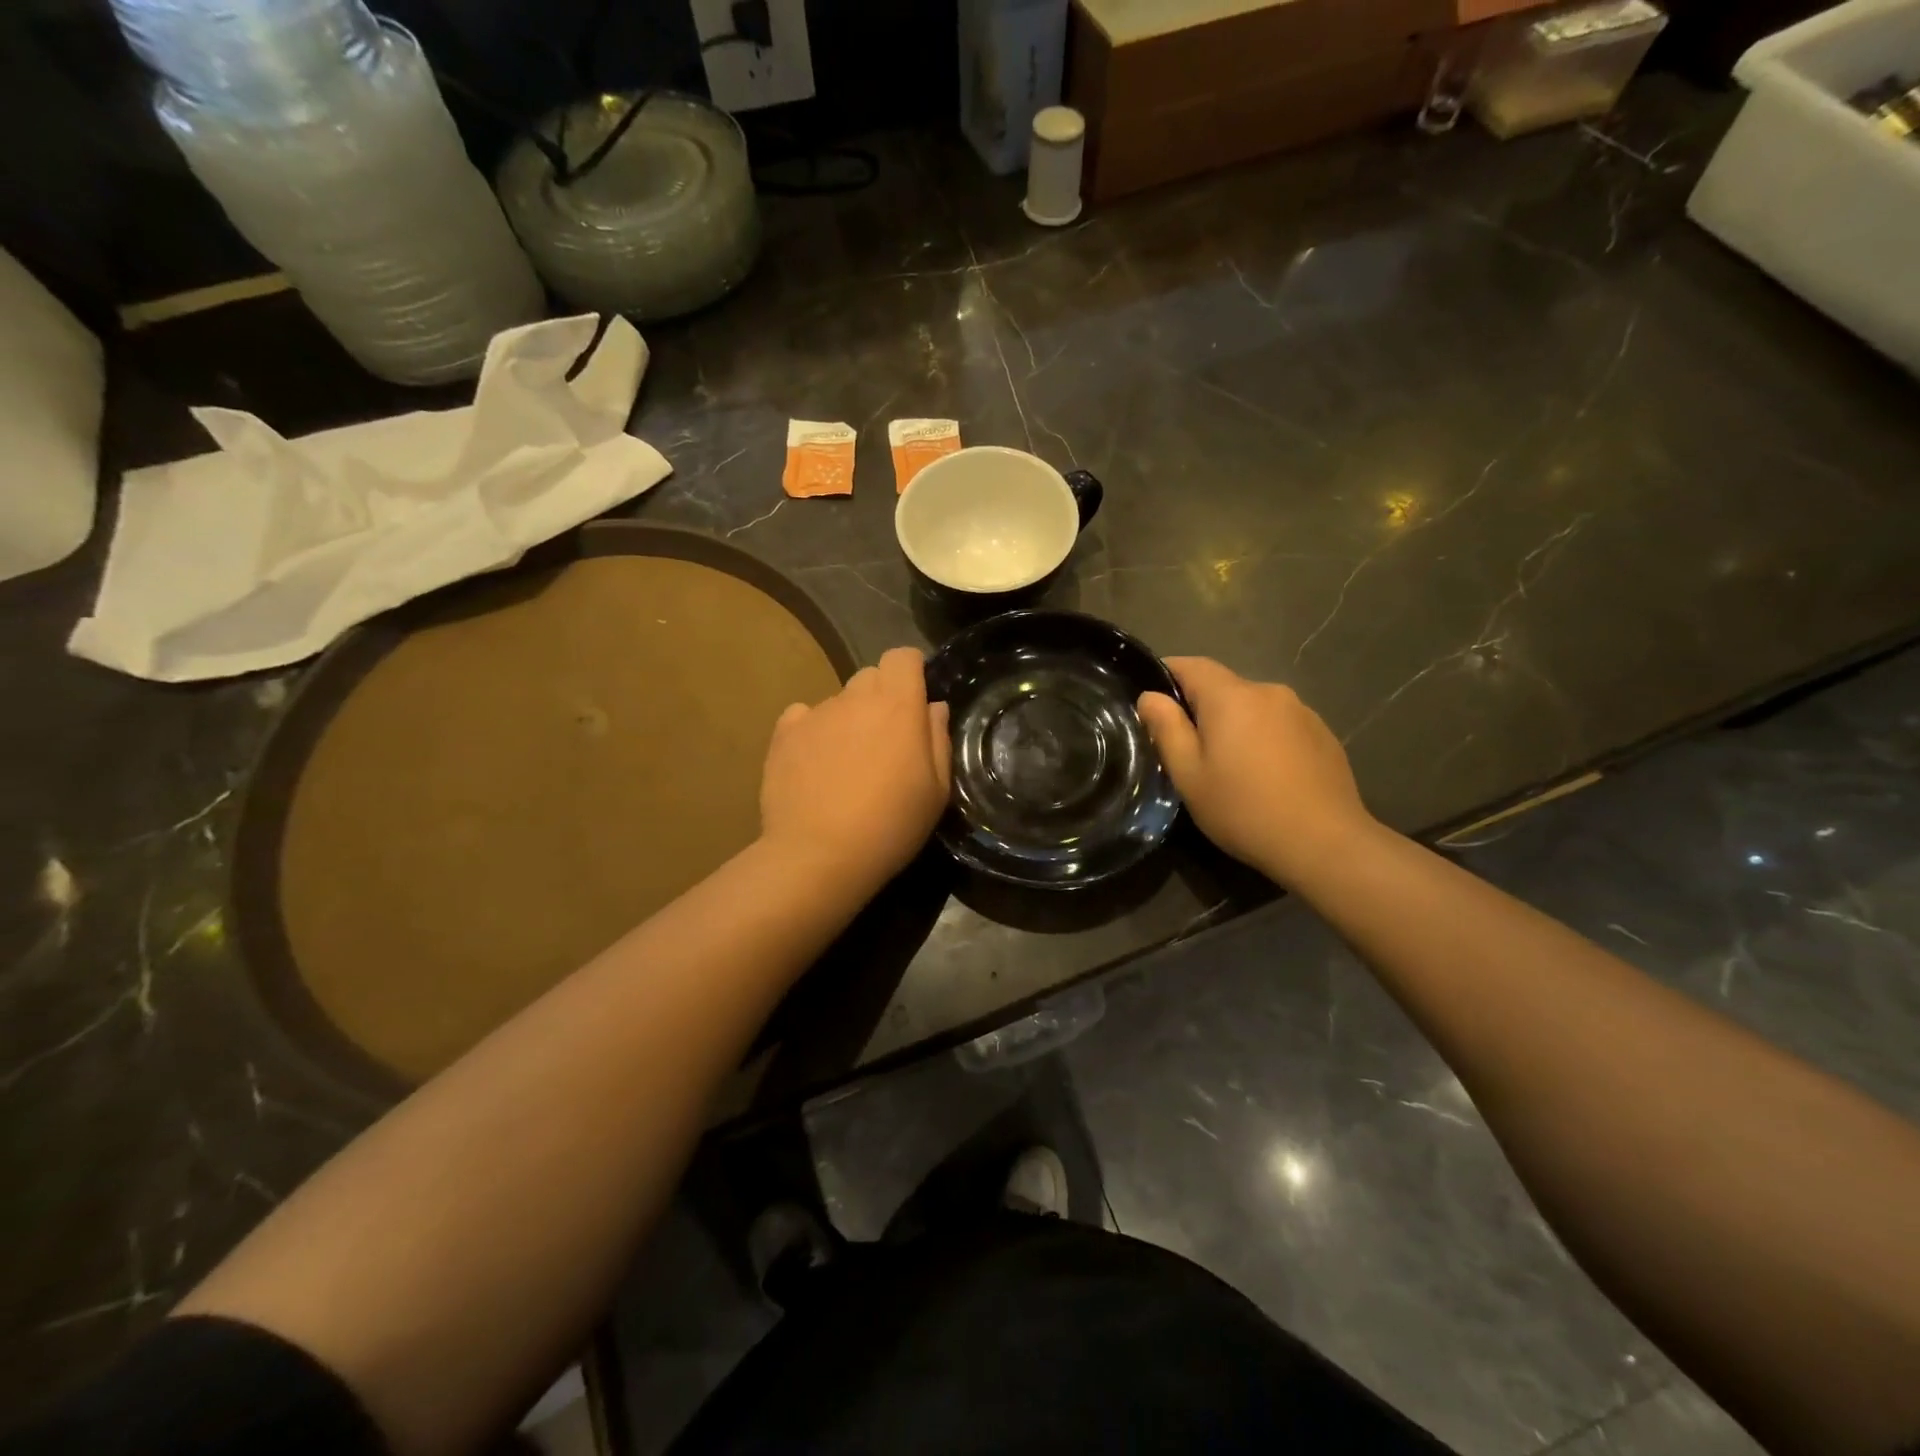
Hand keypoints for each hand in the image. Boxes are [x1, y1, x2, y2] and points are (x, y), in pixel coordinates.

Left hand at [760, 647, 950, 889]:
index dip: (912, 672)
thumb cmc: (891, 824)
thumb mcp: (936, 790)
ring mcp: (815, 713)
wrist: (819, 855)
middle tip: (885, 741)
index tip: (915, 701)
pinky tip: (815, 765)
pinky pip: (803, 717)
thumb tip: (933, 706)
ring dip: (848, 719)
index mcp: (897, 705)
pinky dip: (812, 732)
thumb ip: (937, 739)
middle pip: (871, 676)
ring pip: (838, 700)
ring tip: (847, 764)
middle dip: (881, 697)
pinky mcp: (783, 733)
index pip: (903, 656)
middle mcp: (854, 698)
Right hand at [1136, 657, 1376, 884]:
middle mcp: (1269, 692)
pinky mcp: (1323, 734)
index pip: (1191, 665)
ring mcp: (1302, 711)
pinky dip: (1265, 739)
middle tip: (1188, 749)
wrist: (1325, 843)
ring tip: (1230, 766)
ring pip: (1253, 707)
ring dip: (1236, 725)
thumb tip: (1150, 697)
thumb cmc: (1243, 809)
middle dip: (1202, 709)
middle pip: (1223, 687)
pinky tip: (1266, 776)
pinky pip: (1280, 725)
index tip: (1153, 702)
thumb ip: (1166, 729)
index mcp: (1231, 697)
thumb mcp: (1189, 775)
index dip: (1167, 675)